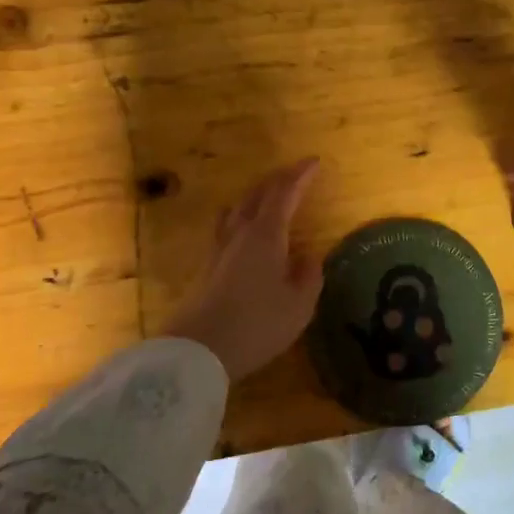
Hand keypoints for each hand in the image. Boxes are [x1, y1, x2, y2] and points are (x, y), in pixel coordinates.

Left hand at [162, 158, 321, 381]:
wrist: (198, 351)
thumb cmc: (257, 324)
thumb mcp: (299, 305)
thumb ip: (309, 276)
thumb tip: (309, 256)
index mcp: (266, 235)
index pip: (284, 193)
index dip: (300, 175)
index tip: (315, 161)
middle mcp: (240, 234)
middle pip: (257, 194)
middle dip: (278, 180)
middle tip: (296, 174)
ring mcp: (219, 250)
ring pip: (236, 208)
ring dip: (255, 196)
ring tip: (267, 197)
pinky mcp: (207, 268)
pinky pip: (226, 227)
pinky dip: (241, 217)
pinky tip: (244, 231)